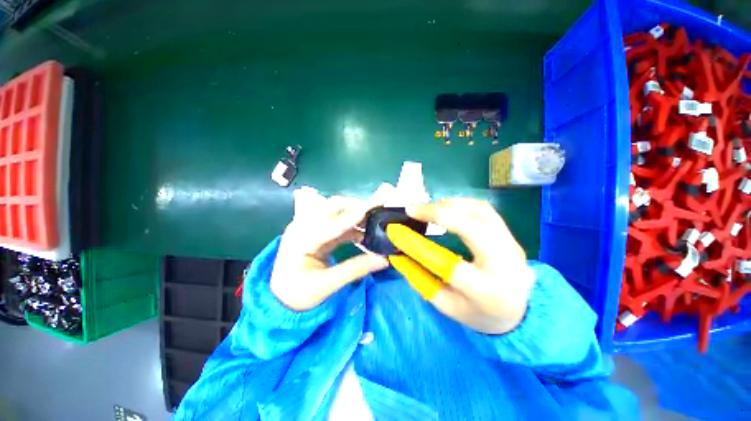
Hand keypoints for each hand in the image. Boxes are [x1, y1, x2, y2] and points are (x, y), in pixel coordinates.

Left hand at [270, 191, 388, 310]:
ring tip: (372, 222)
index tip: (371, 210)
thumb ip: (356, 269)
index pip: (329, 225)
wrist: (282, 296)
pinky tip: (362, 233)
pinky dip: (349, 224)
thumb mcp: (328, 284)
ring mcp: (306, 226)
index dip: (352, 218)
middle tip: (375, 211)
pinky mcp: (313, 230)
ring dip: (353, 214)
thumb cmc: (300, 294)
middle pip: (329, 207)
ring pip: (332, 211)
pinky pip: (334, 221)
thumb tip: (384, 259)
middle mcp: (301, 227)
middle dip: (353, 207)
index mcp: (299, 241)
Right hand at [395, 198, 533, 333]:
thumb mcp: (446, 305)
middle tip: (413, 209)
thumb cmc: (478, 312)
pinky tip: (446, 206)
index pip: (447, 264)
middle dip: (439, 213)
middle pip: (472, 227)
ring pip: (481, 212)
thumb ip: (421, 280)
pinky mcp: (511, 235)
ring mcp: (512, 245)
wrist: (519, 312)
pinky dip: (462, 203)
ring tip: (427, 208)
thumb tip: (398, 255)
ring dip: (449, 205)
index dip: (417, 246)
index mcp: (487, 292)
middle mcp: (505, 264)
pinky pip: (486, 210)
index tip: (396, 232)